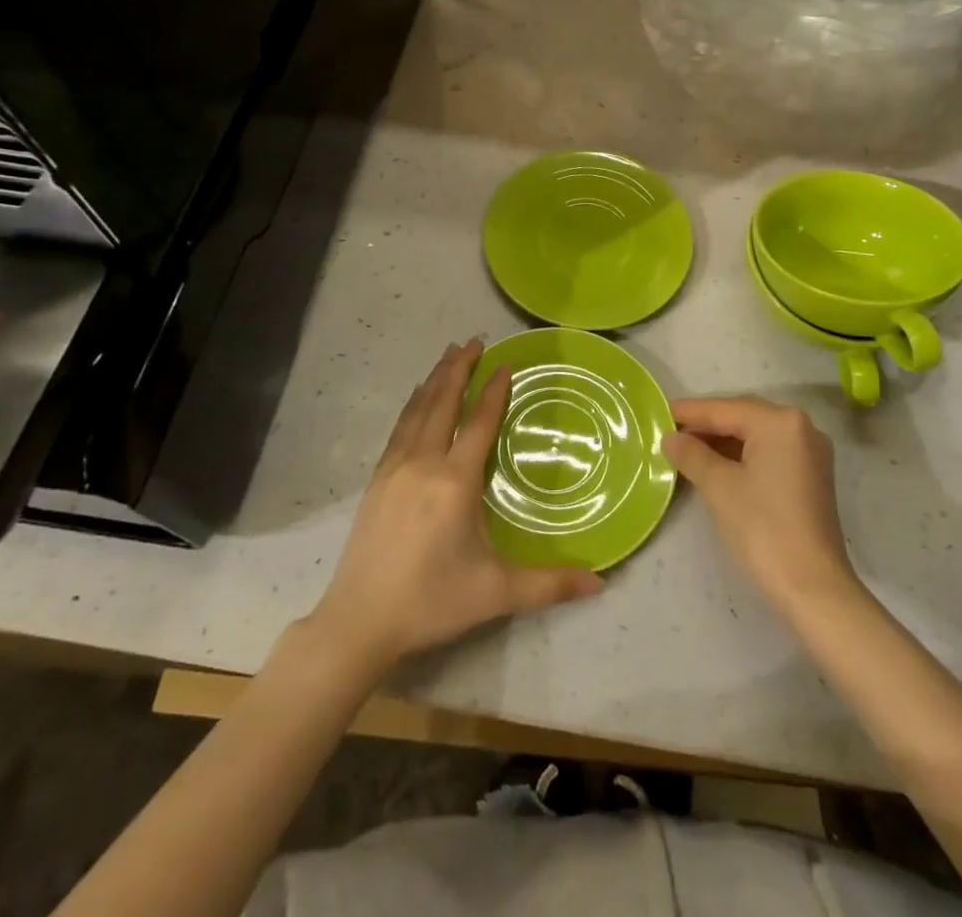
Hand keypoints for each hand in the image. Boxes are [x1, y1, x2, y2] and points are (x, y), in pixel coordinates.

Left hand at [308, 340, 602, 676]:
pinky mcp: (378, 479)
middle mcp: (424, 462)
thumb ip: (550, 584)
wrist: (360, 620)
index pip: (479, 422)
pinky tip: (417, 397)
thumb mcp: (496, 593)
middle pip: (443, 402)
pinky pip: (400, 427)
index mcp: (454, 481)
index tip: (506, 363)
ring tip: (449, 355)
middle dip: (459, 369)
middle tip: (474, 341)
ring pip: (418, 409)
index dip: (494, 390)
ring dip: (435, 379)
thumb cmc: (432, 601)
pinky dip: (413, 403)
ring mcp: (395, 468)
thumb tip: (601, 581)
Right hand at [664, 397, 860, 618]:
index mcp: (780, 422)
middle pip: (743, 417)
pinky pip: (770, 453)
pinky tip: (717, 466)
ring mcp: (810, 453)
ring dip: (723, 442)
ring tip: (688, 451)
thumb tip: (671, 438)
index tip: (660, 411)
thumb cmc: (763, 529)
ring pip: (756, 436)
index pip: (725, 409)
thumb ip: (692, 455)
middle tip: (671, 433)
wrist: (813, 589)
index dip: (691, 412)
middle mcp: (801, 428)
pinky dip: (743, 456)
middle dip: (707, 425)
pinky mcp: (811, 477)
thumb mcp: (719, 487)